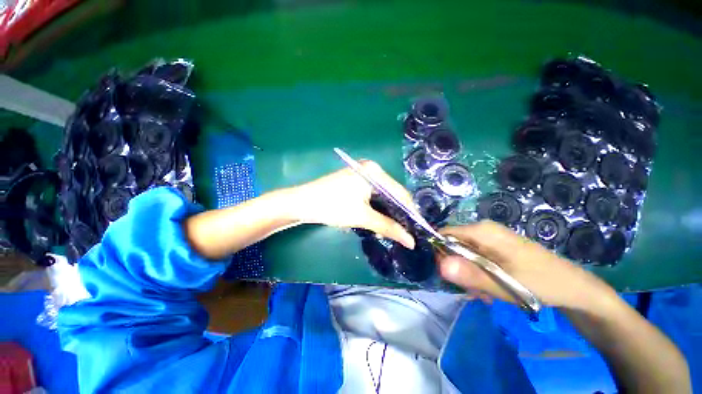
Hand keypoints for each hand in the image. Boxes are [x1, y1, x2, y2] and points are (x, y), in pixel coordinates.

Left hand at [288, 160, 415, 248]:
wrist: (302, 203)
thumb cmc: (333, 207)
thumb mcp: (363, 217)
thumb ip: (388, 227)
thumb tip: (411, 242)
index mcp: (374, 172)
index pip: (400, 193)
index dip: (410, 212)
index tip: (417, 230)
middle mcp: (371, 169)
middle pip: (392, 193)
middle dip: (398, 213)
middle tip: (404, 232)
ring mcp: (362, 174)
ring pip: (382, 195)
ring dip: (387, 212)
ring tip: (392, 229)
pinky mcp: (355, 181)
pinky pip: (373, 195)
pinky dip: (377, 207)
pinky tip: (379, 219)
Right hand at [437, 221, 616, 309]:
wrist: (574, 287)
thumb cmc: (542, 283)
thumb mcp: (505, 284)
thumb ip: (471, 275)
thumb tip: (440, 266)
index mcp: (481, 231)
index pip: (444, 235)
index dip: (441, 253)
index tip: (449, 276)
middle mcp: (482, 230)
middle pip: (453, 245)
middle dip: (457, 268)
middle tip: (472, 290)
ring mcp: (489, 239)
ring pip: (463, 254)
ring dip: (468, 275)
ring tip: (483, 294)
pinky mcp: (495, 248)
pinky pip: (475, 258)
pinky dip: (477, 274)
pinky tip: (489, 289)